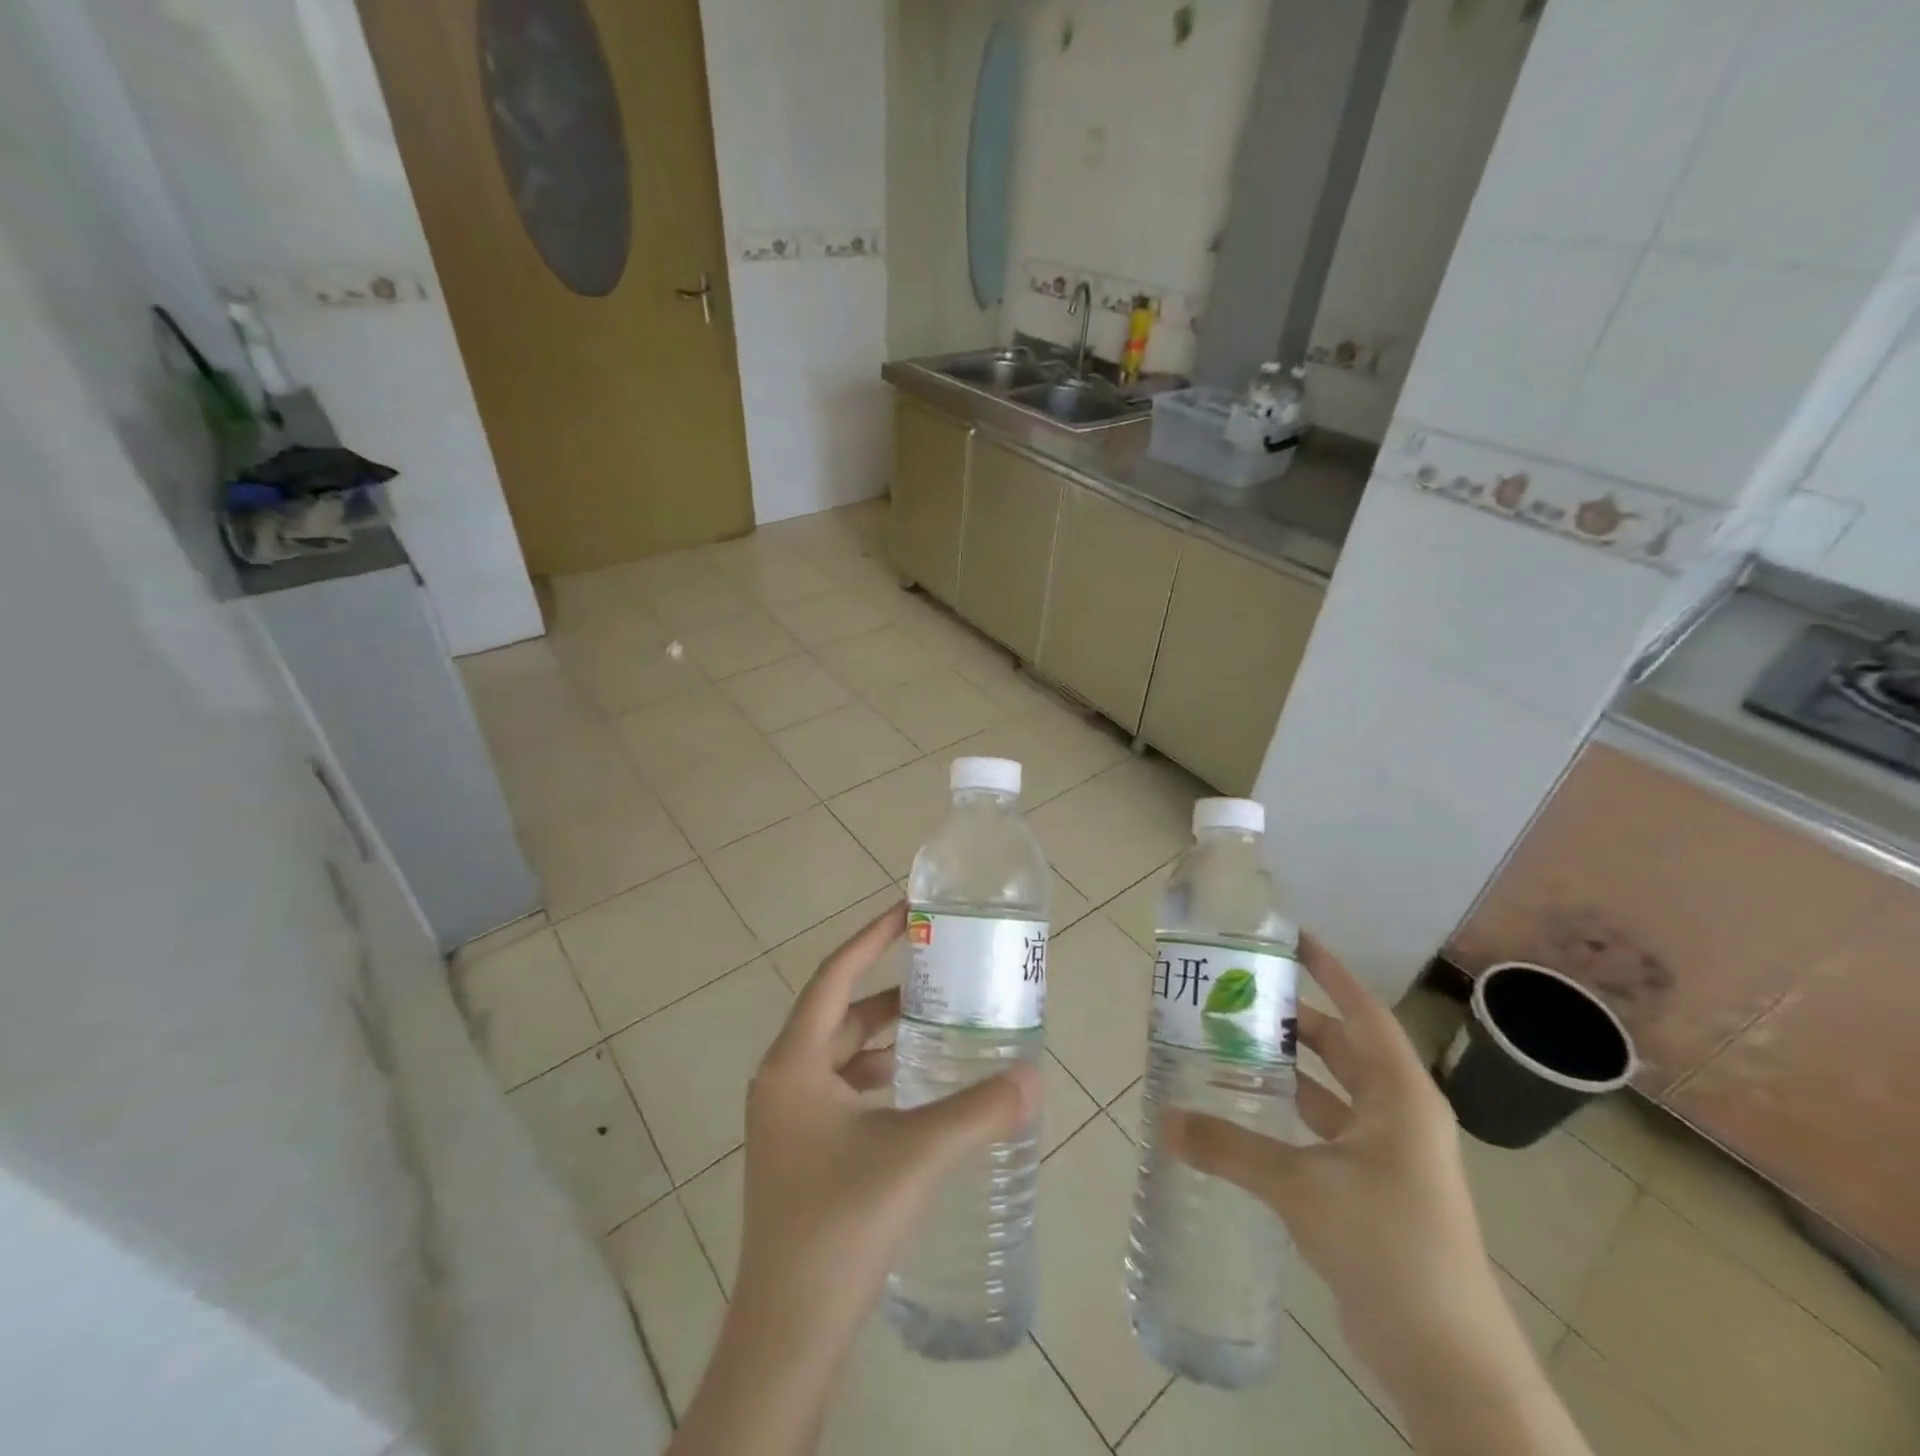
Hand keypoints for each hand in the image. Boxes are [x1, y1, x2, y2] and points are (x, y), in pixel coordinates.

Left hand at [734, 900, 1038, 1346]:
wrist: (788, 1332)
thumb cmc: (840, 1224)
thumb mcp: (915, 1155)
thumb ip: (978, 1110)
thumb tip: (1035, 1075)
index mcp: (793, 1064)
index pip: (835, 976)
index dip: (872, 938)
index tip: (909, 910)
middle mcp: (783, 1080)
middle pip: (842, 1015)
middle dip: (893, 995)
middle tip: (945, 978)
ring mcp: (788, 1118)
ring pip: (843, 1055)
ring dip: (887, 1038)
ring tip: (942, 1027)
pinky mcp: (799, 1150)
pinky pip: (842, 1089)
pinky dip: (879, 1077)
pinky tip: (917, 1089)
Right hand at [1161, 938, 1591, 1455]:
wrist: (1447, 1358)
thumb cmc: (1388, 1245)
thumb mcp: (1302, 1188)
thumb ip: (1231, 1148)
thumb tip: (1164, 1121)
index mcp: (1399, 1095)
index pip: (1363, 1011)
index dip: (1330, 972)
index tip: (1290, 939)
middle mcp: (1397, 1114)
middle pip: (1342, 1047)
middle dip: (1296, 1020)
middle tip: (1239, 996)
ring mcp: (1387, 1154)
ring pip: (1331, 1090)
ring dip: (1289, 1069)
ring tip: (1232, 1045)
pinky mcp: (1372, 1188)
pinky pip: (1324, 1131)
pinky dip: (1290, 1115)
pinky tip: (1248, 1113)